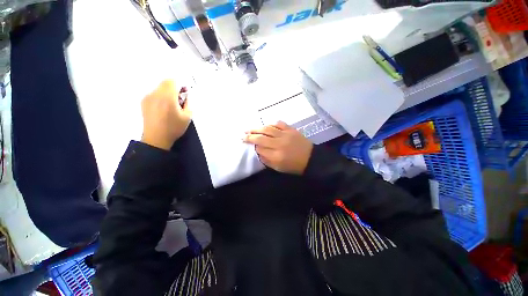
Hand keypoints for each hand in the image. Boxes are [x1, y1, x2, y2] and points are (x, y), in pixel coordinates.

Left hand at [141, 80, 190, 149]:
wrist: (156, 138)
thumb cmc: (174, 128)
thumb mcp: (188, 117)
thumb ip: (189, 103)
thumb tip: (186, 95)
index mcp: (167, 97)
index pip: (172, 81)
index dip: (180, 85)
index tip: (184, 93)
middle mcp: (156, 94)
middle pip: (165, 82)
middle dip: (174, 88)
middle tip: (179, 99)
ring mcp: (148, 97)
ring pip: (160, 87)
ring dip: (167, 92)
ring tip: (172, 105)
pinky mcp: (144, 101)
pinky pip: (154, 93)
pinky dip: (161, 96)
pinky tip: (164, 108)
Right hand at [244, 121, 312, 174]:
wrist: (311, 159)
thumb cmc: (294, 166)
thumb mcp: (279, 168)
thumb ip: (267, 160)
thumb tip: (258, 151)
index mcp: (276, 156)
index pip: (260, 149)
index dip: (253, 146)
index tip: (249, 145)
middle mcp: (279, 144)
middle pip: (261, 138)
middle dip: (250, 136)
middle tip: (242, 135)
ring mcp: (285, 135)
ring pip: (268, 129)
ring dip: (257, 128)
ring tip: (249, 129)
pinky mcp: (291, 130)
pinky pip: (279, 124)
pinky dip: (271, 124)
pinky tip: (266, 125)